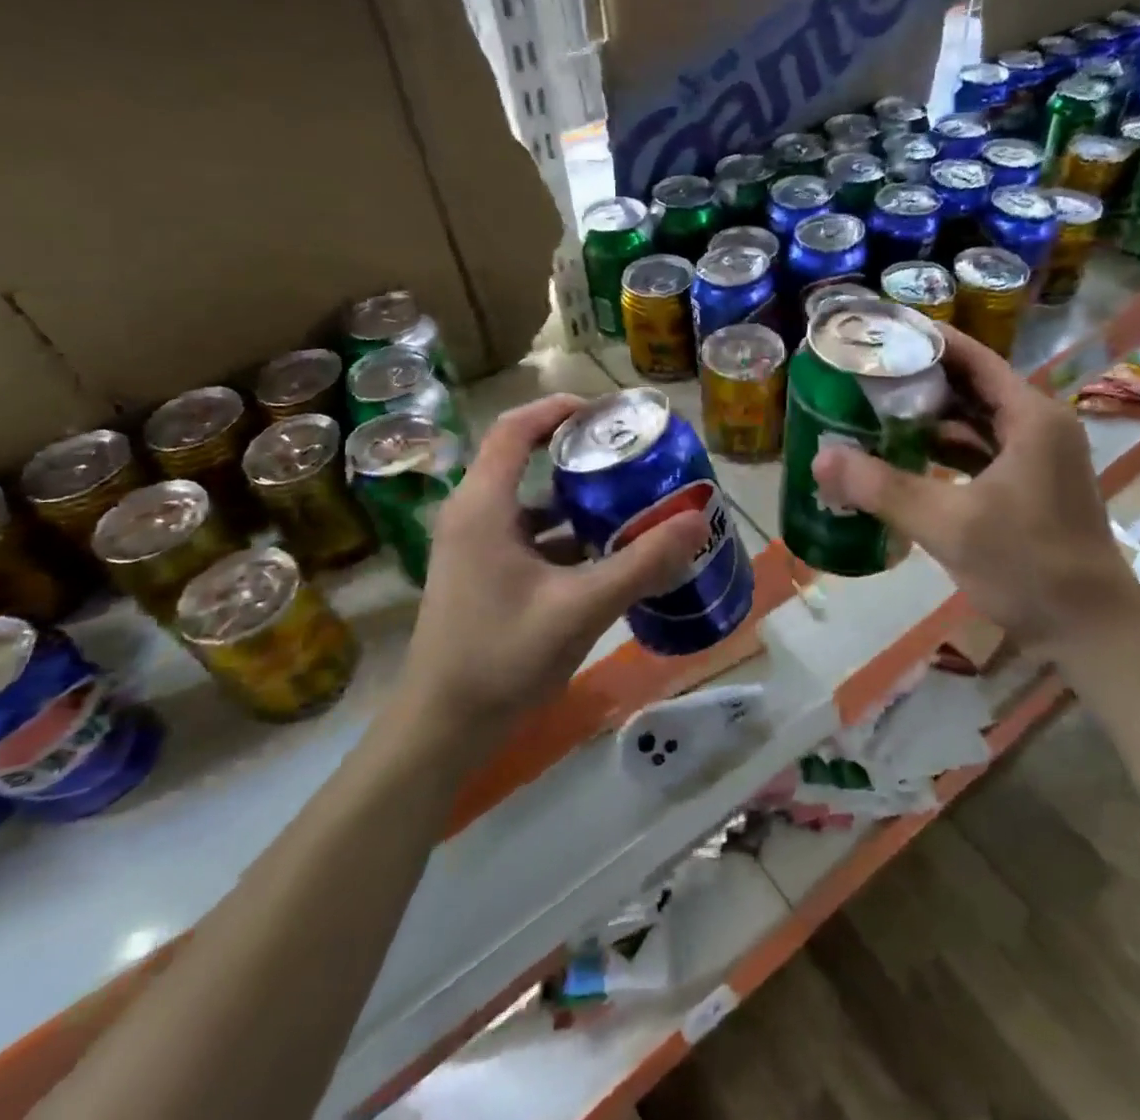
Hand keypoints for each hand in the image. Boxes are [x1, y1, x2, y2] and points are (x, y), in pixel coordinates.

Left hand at [400, 395, 708, 732]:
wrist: (442, 730)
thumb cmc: (502, 658)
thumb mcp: (581, 607)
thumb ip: (641, 562)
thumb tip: (697, 521)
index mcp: (483, 506)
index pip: (515, 428)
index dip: (560, 409)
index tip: (610, 412)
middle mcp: (474, 516)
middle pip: (526, 459)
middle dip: (581, 453)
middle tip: (634, 454)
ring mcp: (477, 548)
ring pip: (532, 503)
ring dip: (579, 498)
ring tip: (632, 497)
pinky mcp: (486, 575)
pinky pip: (532, 537)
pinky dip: (569, 535)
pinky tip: (610, 552)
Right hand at [811, 326, 1138, 647]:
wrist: (1092, 632)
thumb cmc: (1028, 565)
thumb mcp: (949, 524)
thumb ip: (883, 488)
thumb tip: (820, 458)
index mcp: (1030, 417)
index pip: (973, 359)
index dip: (928, 341)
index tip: (881, 332)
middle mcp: (1039, 427)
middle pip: (973, 388)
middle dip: (921, 381)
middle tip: (866, 374)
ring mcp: (1038, 459)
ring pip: (977, 424)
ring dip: (932, 420)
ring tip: (876, 412)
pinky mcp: (1031, 488)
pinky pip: (983, 454)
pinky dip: (948, 453)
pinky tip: (908, 459)